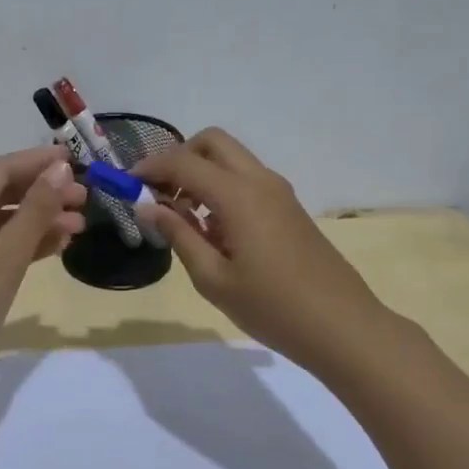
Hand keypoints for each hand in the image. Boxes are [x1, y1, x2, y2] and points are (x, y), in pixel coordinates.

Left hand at [0, 145, 86, 381]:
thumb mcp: (5, 256)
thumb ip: (34, 211)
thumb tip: (60, 169)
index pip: (2, 169)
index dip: (39, 162)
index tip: (78, 161)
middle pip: (4, 193)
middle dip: (45, 192)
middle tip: (87, 199)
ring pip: (5, 222)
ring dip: (41, 220)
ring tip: (80, 225)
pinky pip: (1, 247)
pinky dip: (27, 245)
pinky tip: (56, 248)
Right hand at [134, 128, 383, 374]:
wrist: (342, 326)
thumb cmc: (271, 307)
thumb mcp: (212, 278)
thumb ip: (178, 235)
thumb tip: (146, 206)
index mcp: (238, 195)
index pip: (184, 162)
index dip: (150, 168)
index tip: (127, 185)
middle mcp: (260, 181)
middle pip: (212, 143)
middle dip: (179, 158)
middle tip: (159, 194)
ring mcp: (279, 192)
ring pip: (231, 159)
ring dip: (201, 173)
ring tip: (182, 219)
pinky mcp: (289, 207)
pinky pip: (247, 180)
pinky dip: (221, 188)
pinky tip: (213, 231)